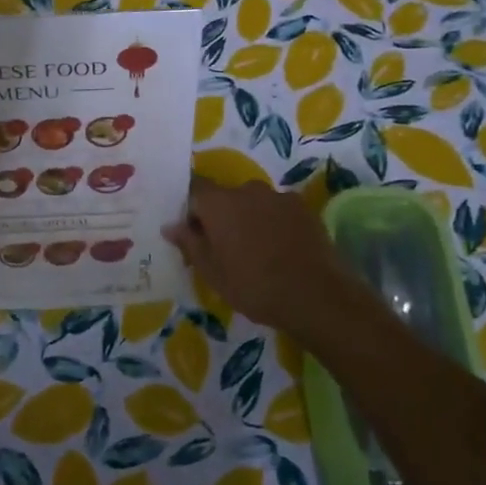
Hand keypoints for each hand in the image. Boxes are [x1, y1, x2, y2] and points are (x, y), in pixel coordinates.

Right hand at [164, 176, 379, 346]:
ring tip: (257, 250)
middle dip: (222, 215)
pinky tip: (281, 249)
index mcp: (219, 203)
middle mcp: (247, 189)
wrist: (315, 295)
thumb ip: (190, 244)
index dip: (192, 208)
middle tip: (225, 247)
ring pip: (254, 202)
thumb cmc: (253, 285)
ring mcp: (278, 196)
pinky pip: (278, 209)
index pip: (195, 189)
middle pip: (226, 196)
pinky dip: (274, 222)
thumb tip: (170, 225)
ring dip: (250, 218)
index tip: (194, 233)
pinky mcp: (303, 207)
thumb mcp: (212, 272)